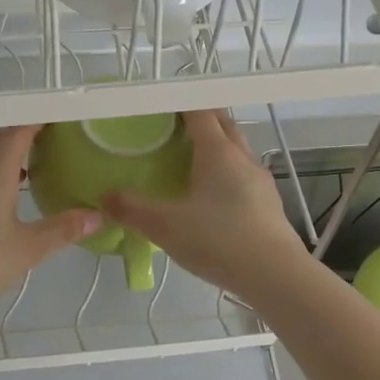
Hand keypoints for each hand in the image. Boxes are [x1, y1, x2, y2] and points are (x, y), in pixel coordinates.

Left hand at [0, 124, 101, 326]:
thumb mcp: (29, 248)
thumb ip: (63, 229)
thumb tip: (99, 215)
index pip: (19, 129)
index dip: (40, 120)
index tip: (63, 119)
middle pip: (0, 137)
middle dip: (25, 134)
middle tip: (55, 142)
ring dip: (6, 152)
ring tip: (33, 165)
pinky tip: (5, 192)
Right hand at [101, 110, 313, 301]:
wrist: (275, 275)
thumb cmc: (218, 240)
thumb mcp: (165, 226)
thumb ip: (132, 209)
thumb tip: (104, 196)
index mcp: (218, 151)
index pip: (200, 112)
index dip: (181, 104)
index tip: (162, 106)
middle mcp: (243, 157)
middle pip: (224, 124)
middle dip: (203, 119)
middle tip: (175, 129)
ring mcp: (261, 180)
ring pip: (238, 149)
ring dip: (219, 146)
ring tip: (193, 161)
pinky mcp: (270, 203)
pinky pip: (246, 175)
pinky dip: (229, 173)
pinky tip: (216, 197)